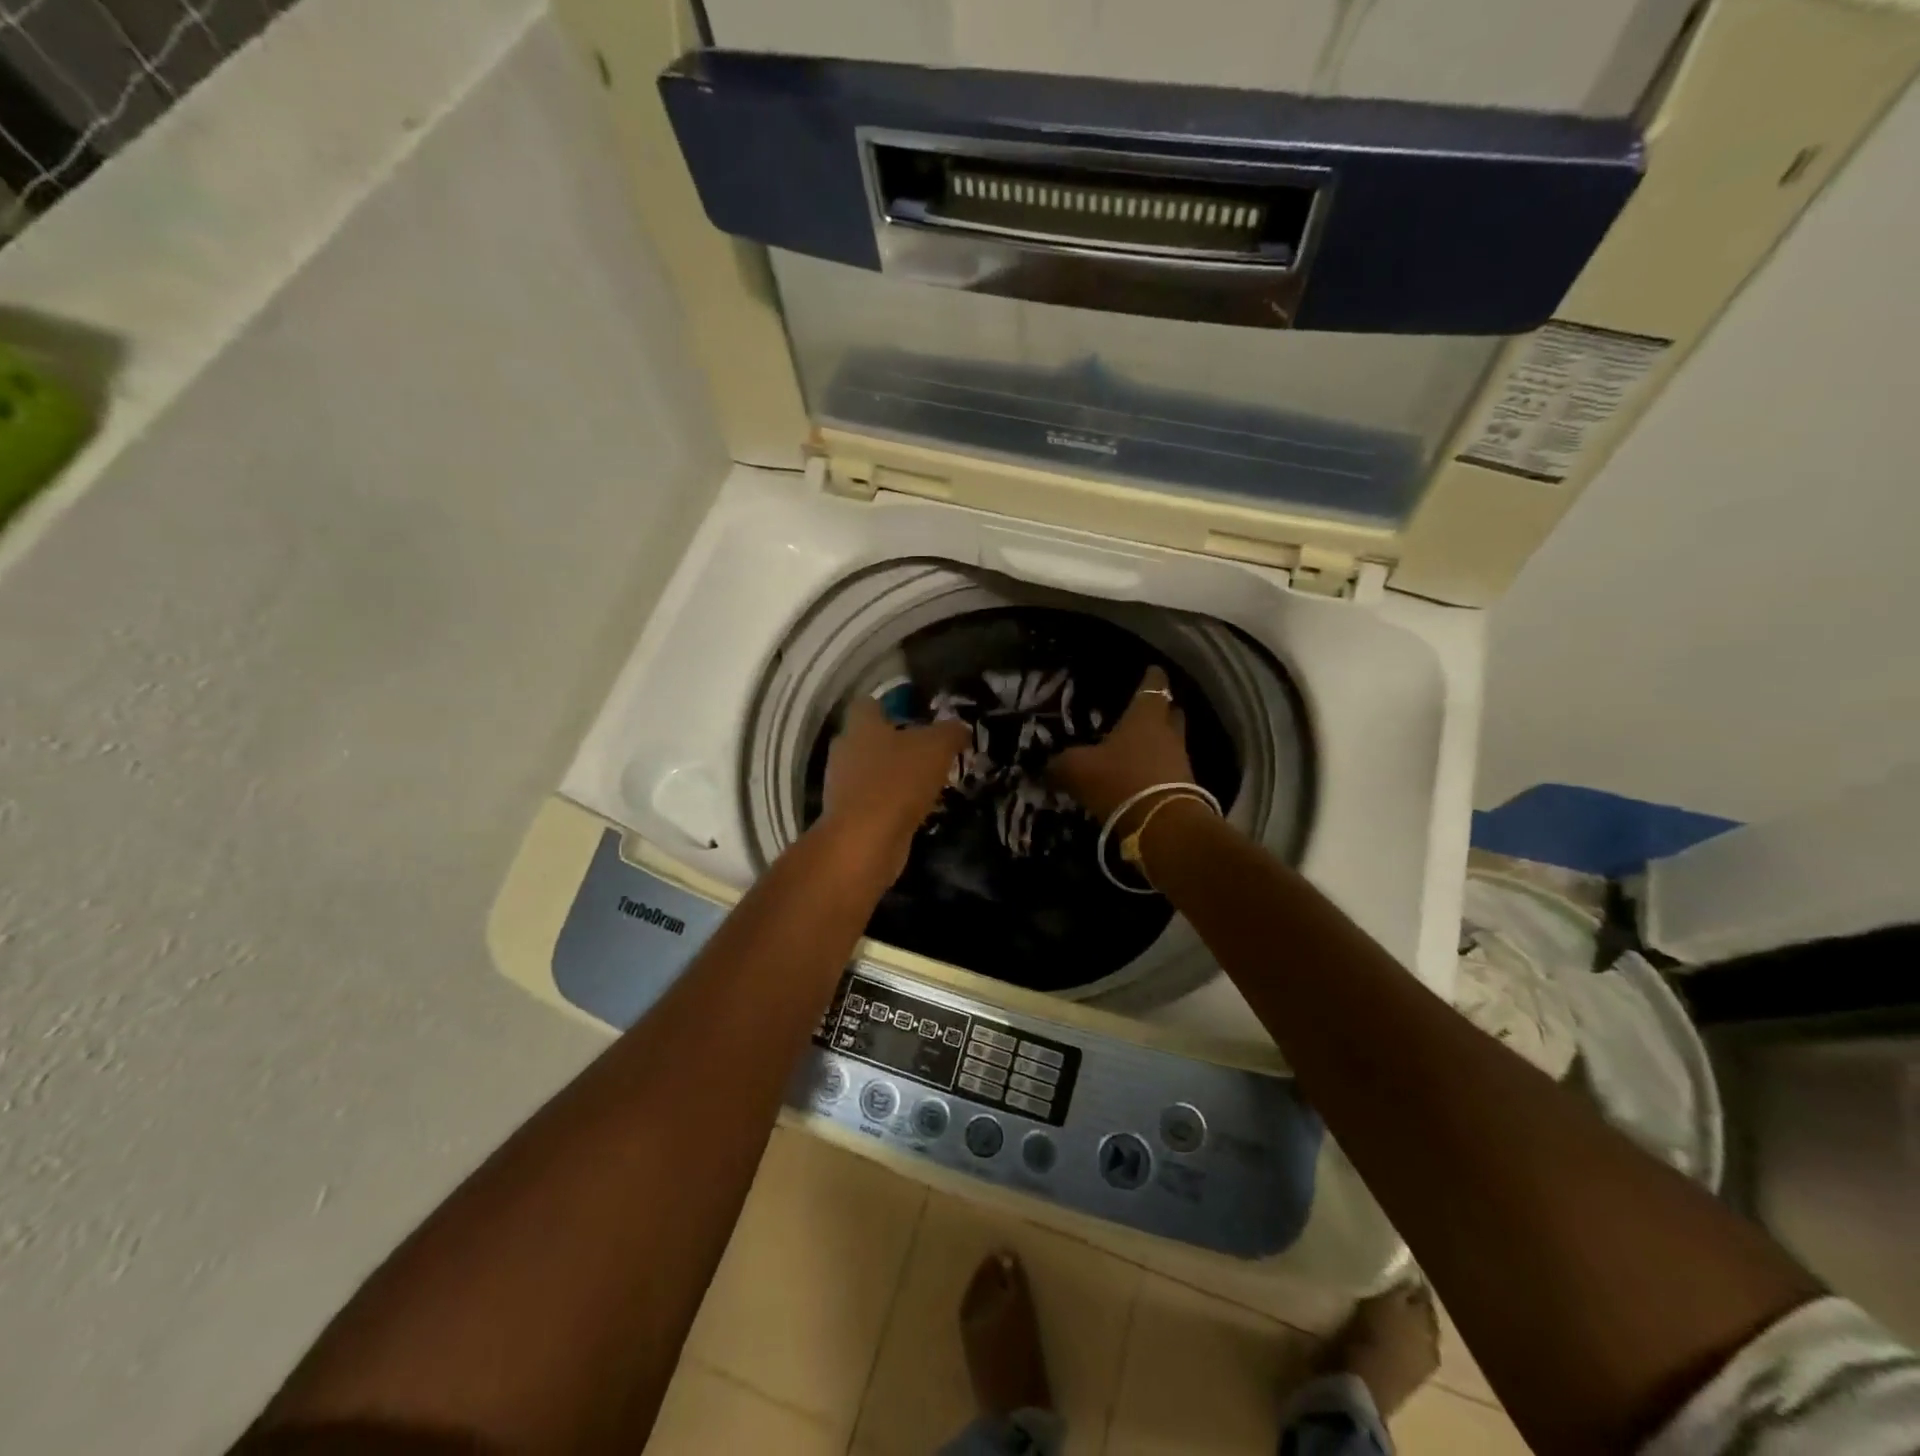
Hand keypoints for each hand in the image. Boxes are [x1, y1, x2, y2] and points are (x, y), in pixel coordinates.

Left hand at [821, 698, 969, 876]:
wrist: (864, 841)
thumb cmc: (897, 782)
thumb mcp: (937, 748)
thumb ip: (951, 732)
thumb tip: (961, 728)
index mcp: (860, 725)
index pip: (869, 704)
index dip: (892, 706)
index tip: (918, 715)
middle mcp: (845, 750)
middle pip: (870, 738)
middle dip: (897, 744)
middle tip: (930, 751)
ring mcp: (842, 785)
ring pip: (872, 771)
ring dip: (896, 776)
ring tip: (929, 782)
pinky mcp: (849, 815)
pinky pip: (874, 800)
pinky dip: (893, 803)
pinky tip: (917, 810)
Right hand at [1048, 666, 1195, 831]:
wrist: (1162, 825)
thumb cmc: (1120, 780)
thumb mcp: (1077, 769)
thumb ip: (1060, 764)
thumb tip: (1046, 766)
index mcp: (1145, 716)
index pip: (1153, 686)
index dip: (1152, 676)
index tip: (1152, 669)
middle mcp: (1168, 733)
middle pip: (1170, 713)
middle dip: (1160, 710)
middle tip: (1142, 712)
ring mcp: (1180, 761)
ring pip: (1170, 743)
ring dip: (1157, 744)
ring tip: (1135, 749)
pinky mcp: (1184, 788)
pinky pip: (1168, 770)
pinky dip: (1155, 771)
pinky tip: (1138, 778)